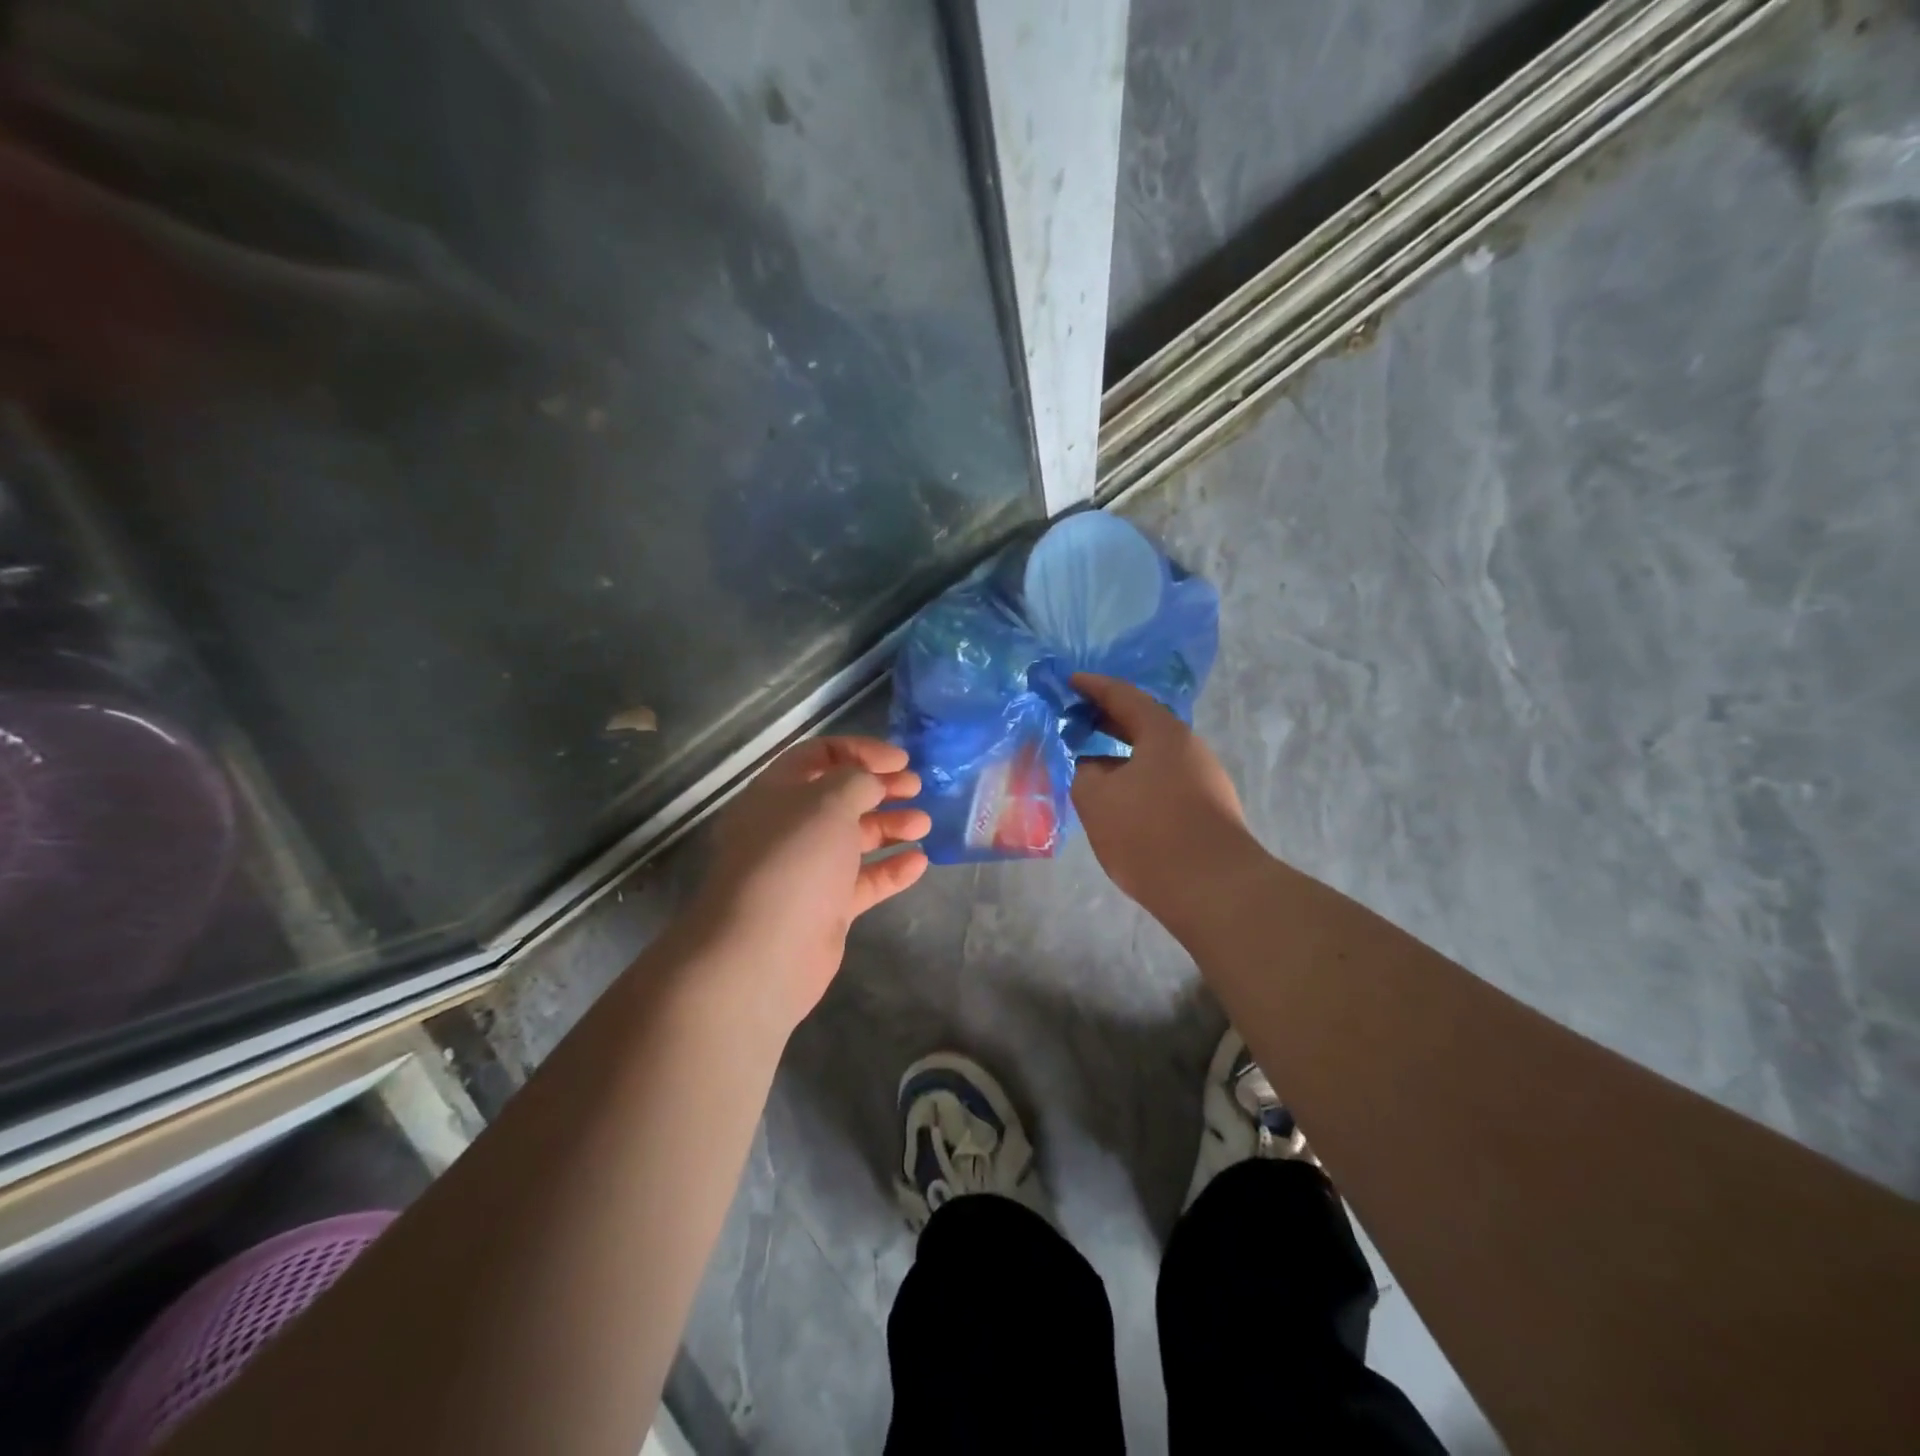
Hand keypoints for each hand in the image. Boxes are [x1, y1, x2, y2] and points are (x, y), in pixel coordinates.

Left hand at [687, 736, 929, 1028]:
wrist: (765, 951)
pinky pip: (863, 881)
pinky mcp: (825, 908)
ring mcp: (807, 870)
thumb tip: (872, 784)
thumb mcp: (829, 802)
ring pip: (853, 839)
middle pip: (840, 797)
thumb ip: (858, 781)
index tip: (901, 759)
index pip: (818, 755)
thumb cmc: (795, 860)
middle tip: (918, 787)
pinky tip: (920, 863)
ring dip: (890, 827)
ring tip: (924, 823)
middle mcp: (789, 828)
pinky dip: (890, 870)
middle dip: (881, 789)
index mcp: (777, 793)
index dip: (860, 751)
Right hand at [1071, 674, 1261, 933]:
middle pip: (1142, 723)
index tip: (1067, 681)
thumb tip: (1092, 766)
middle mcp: (1189, 748)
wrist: (1214, 890)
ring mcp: (1203, 779)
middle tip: (1072, 719)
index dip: (1092, 686)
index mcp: (1163, 733)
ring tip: (1088, 760)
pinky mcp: (1206, 809)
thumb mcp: (1097, 799)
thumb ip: (1084, 772)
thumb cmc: (1149, 833)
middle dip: (1105, 719)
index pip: (1123, 695)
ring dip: (1120, 753)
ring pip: (1152, 754)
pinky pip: (1162, 778)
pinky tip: (1117, 797)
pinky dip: (1135, 776)